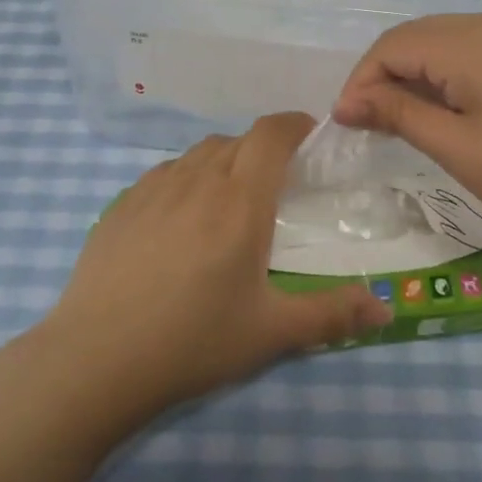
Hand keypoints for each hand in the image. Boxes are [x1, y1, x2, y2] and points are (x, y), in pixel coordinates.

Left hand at [47, 114, 393, 410]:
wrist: (96, 357)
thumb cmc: (192, 341)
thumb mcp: (270, 333)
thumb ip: (331, 315)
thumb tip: (385, 309)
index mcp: (239, 200)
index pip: (271, 134)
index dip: (294, 124)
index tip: (310, 134)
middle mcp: (197, 179)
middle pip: (237, 141)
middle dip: (262, 150)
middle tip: (275, 185)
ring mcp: (153, 188)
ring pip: (199, 154)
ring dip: (223, 162)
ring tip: (228, 200)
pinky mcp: (122, 203)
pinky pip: (165, 173)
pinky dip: (186, 179)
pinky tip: (180, 219)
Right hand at [332, 13, 481, 265]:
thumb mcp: (461, 150)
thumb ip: (399, 115)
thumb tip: (349, 102)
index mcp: (473, 42)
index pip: (393, 45)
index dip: (362, 81)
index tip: (348, 123)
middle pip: (420, 35)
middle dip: (387, 75)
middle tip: (374, 124)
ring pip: (451, 40)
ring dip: (421, 73)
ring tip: (413, 120)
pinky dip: (455, 72)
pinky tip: (460, 109)